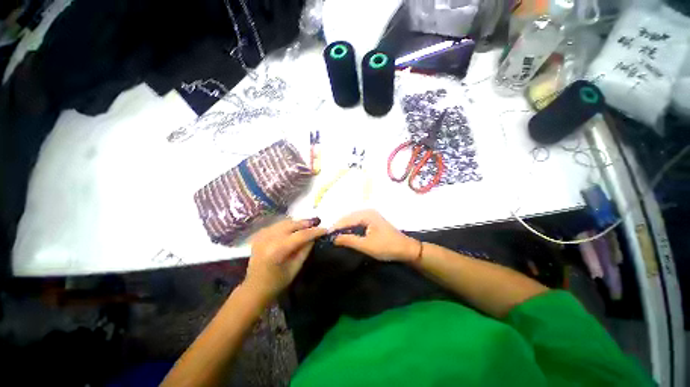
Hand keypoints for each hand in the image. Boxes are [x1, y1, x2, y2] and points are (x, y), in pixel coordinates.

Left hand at [245, 218, 326, 299]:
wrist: (254, 288)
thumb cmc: (277, 282)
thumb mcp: (295, 268)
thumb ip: (305, 250)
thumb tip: (314, 237)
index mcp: (278, 250)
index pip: (301, 235)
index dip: (315, 231)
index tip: (325, 229)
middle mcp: (269, 238)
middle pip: (292, 224)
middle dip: (306, 223)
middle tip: (318, 223)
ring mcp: (262, 235)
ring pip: (284, 222)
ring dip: (297, 223)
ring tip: (307, 225)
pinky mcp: (259, 235)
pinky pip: (277, 225)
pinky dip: (287, 225)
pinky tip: (293, 229)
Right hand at [332, 210, 420, 261]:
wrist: (406, 249)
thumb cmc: (387, 247)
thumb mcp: (366, 246)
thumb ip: (349, 240)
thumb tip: (333, 238)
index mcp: (366, 214)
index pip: (346, 219)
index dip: (335, 227)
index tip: (325, 236)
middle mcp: (367, 211)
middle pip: (348, 217)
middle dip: (339, 227)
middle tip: (329, 237)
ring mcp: (370, 215)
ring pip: (352, 220)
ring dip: (344, 228)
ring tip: (335, 237)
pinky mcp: (372, 220)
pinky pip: (357, 222)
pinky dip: (351, 228)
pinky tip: (346, 234)